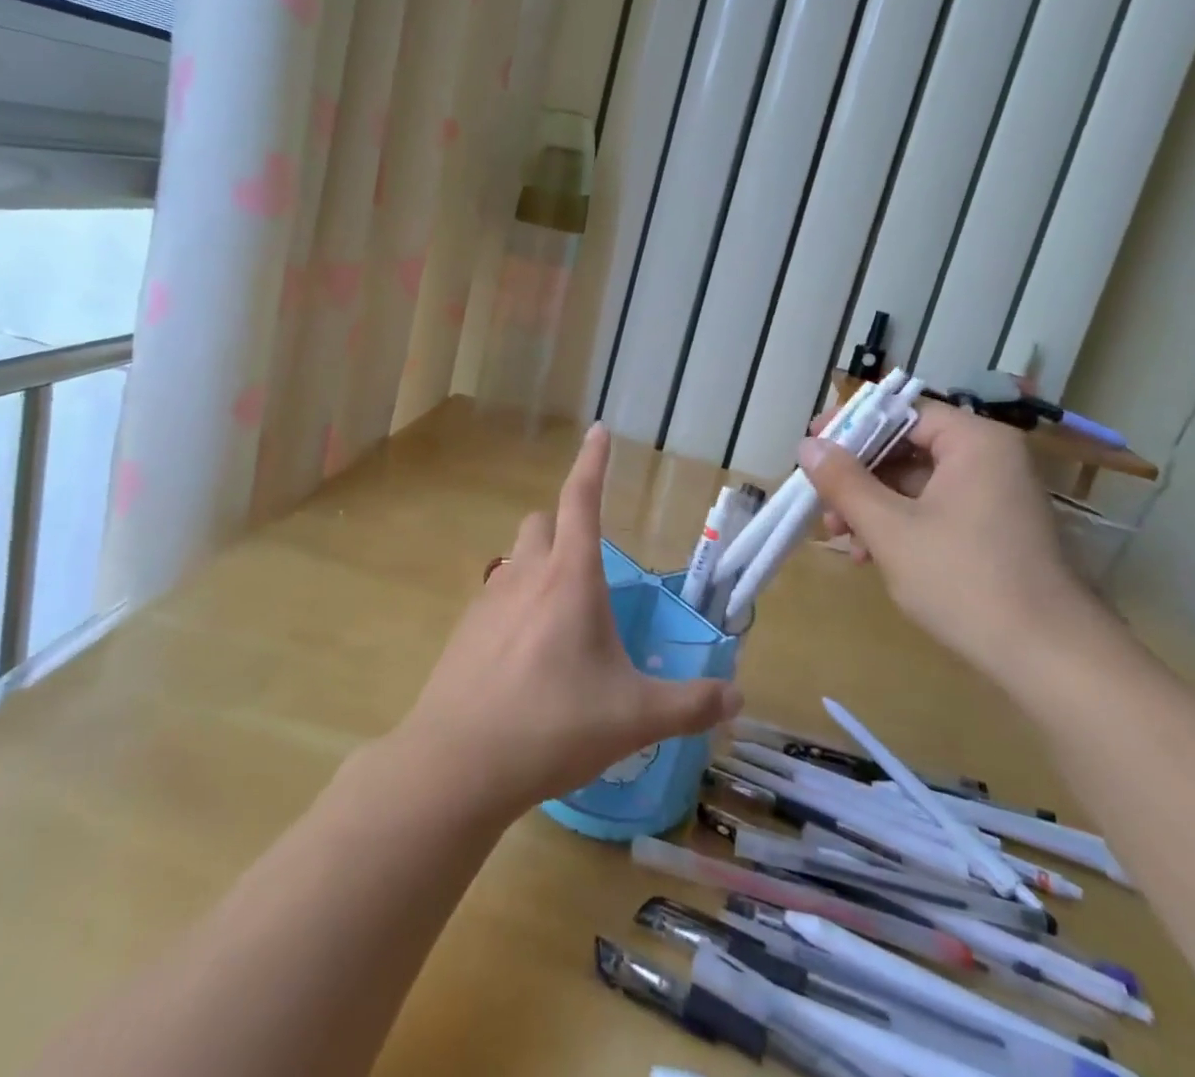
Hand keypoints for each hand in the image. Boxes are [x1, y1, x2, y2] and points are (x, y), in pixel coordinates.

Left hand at [394, 424, 741, 821]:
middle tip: (590, 571)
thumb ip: (690, 704)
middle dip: (566, 527)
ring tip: (563, 621)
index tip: (599, 430)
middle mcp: (526, 575)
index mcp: (570, 577)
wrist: (457, 764)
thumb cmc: (553, 726)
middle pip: (543, 522)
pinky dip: (516, 606)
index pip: (583, 499)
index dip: (593, 462)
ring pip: (517, 559)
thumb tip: (736, 697)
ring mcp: (489, 601)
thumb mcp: (634, 718)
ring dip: (540, 567)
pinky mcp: (464, 631)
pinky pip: (496, 597)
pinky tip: (527, 658)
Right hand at [797, 401, 1113, 689]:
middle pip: (907, 446)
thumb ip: (844, 482)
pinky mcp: (994, 529)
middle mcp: (990, 458)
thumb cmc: (964, 580)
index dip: (851, 425)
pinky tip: (870, 555)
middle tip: (821, 502)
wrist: (1050, 659)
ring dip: (872, 505)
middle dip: (858, 476)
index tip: (812, 444)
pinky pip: (935, 508)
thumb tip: (808, 445)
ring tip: (841, 538)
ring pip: (916, 482)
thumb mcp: (890, 529)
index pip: (902, 412)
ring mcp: (995, 495)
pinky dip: (900, 524)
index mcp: (974, 442)